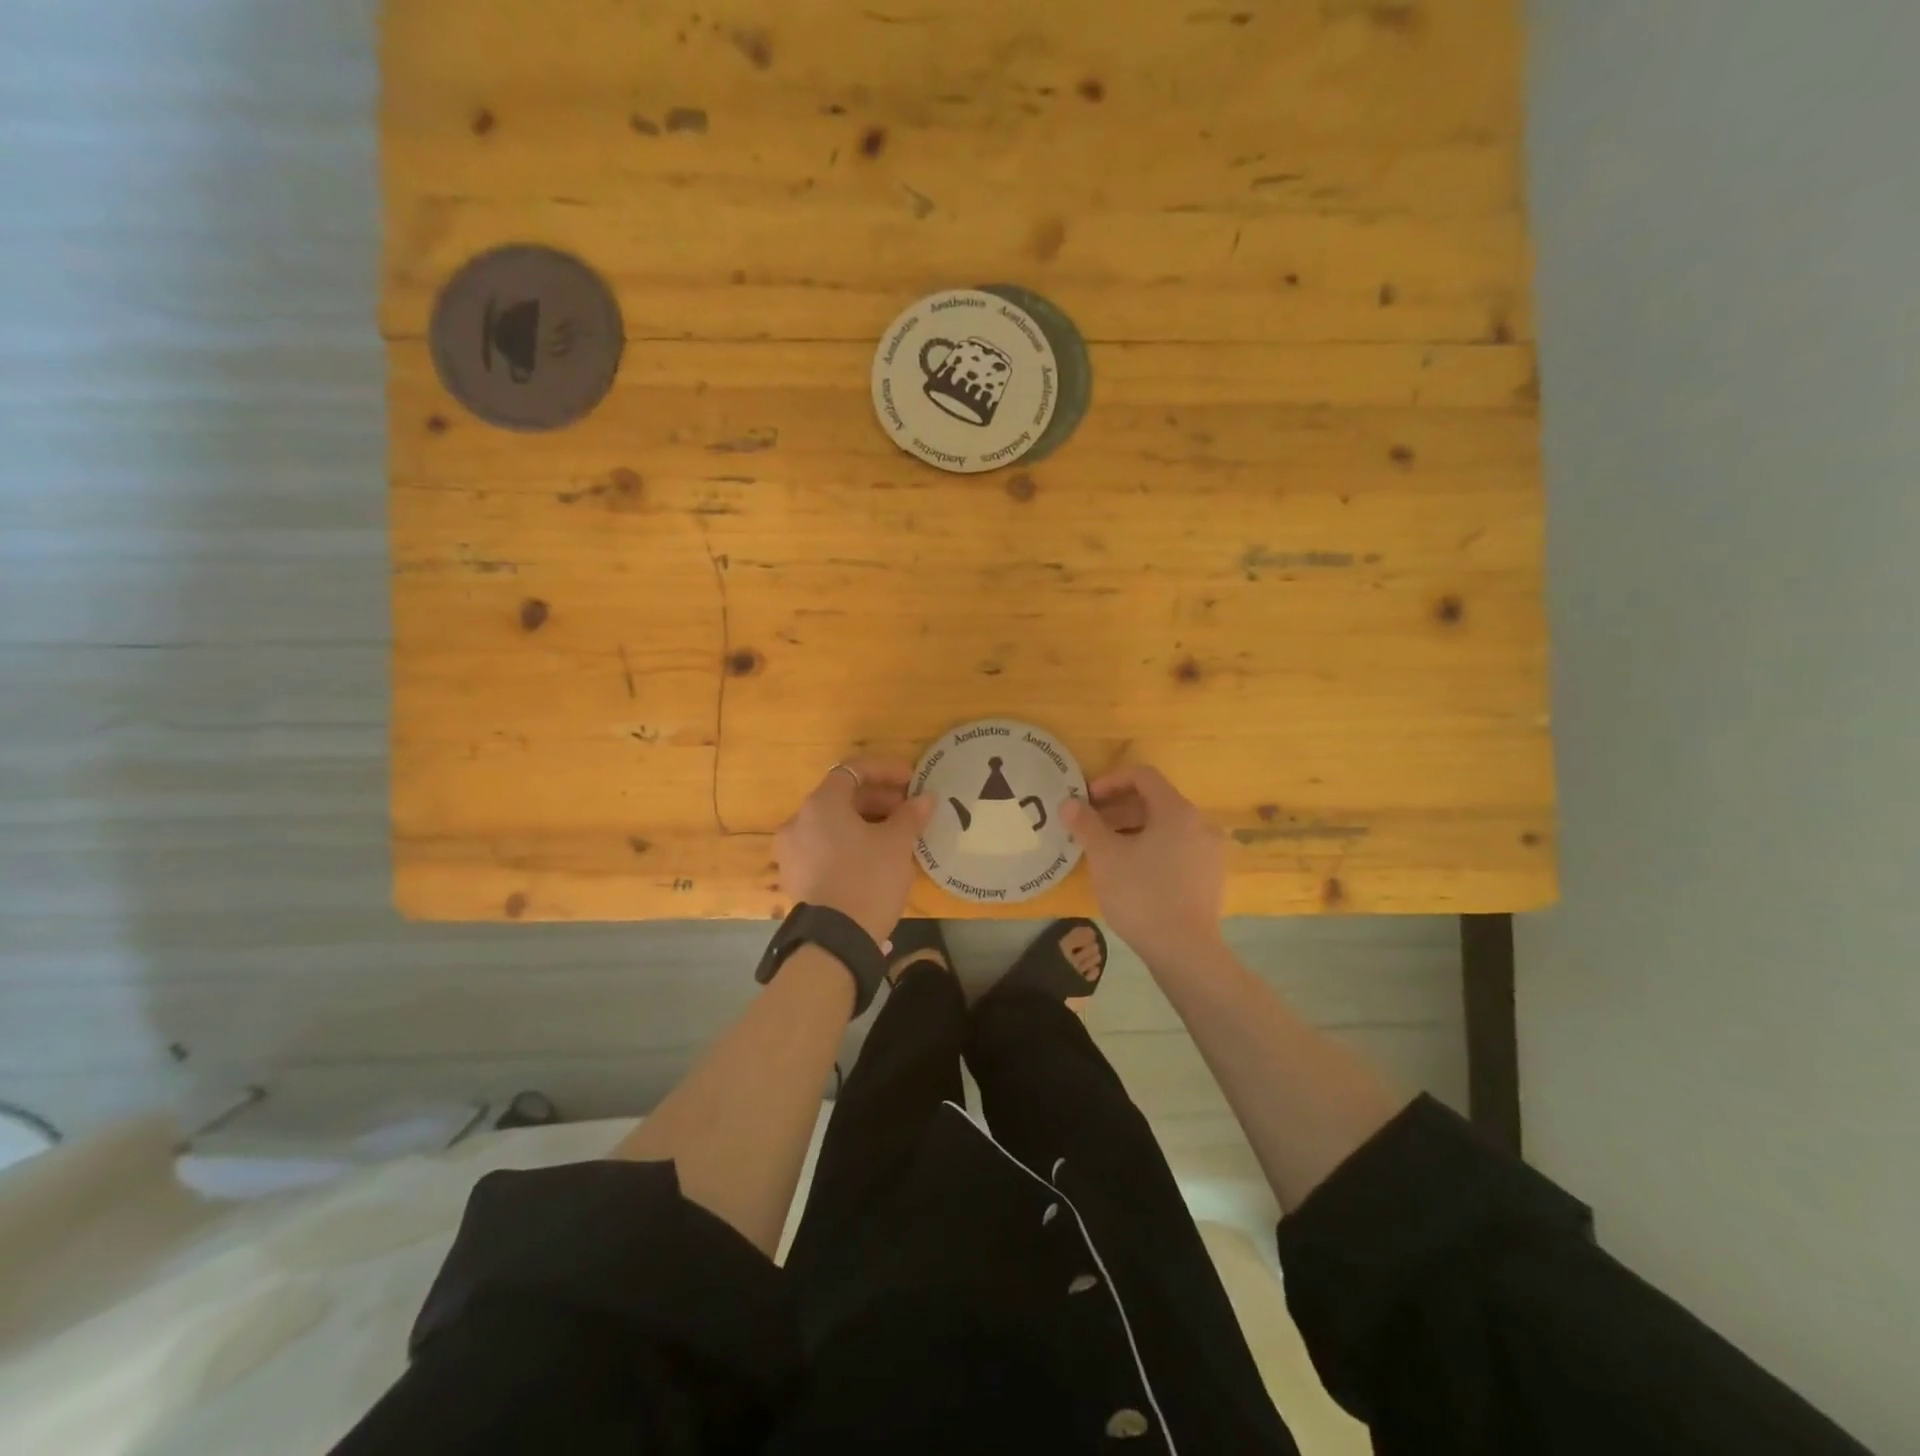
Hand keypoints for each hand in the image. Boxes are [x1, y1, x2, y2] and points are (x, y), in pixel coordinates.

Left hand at [776, 759, 935, 946]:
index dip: (885, 771)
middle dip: (878, 799)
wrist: (836, 941)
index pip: (853, 771)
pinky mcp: (796, 878)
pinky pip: (825, 848)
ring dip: (865, 823)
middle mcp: (798, 822)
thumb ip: (911, 815)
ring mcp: (792, 852)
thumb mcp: (897, 844)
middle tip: (908, 810)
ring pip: (833, 825)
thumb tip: (925, 798)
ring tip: (896, 835)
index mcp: (820, 805)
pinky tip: (875, 858)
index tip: (912, 781)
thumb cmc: (868, 879)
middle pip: (841, 798)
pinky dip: (849, 844)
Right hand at [1062, 765, 1225, 962]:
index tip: (1087, 800)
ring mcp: (1210, 852)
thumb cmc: (1141, 895)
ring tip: (1106, 850)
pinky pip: (1178, 849)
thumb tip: (1069, 803)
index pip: (1143, 776)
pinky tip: (1131, 872)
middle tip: (1090, 825)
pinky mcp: (1210, 878)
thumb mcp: (1104, 857)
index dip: (1111, 780)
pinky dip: (1152, 848)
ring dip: (1134, 829)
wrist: (1184, 951)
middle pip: (1156, 801)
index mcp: (1177, 811)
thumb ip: (1085, 824)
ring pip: (1166, 827)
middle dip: (1119, 808)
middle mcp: (1200, 824)